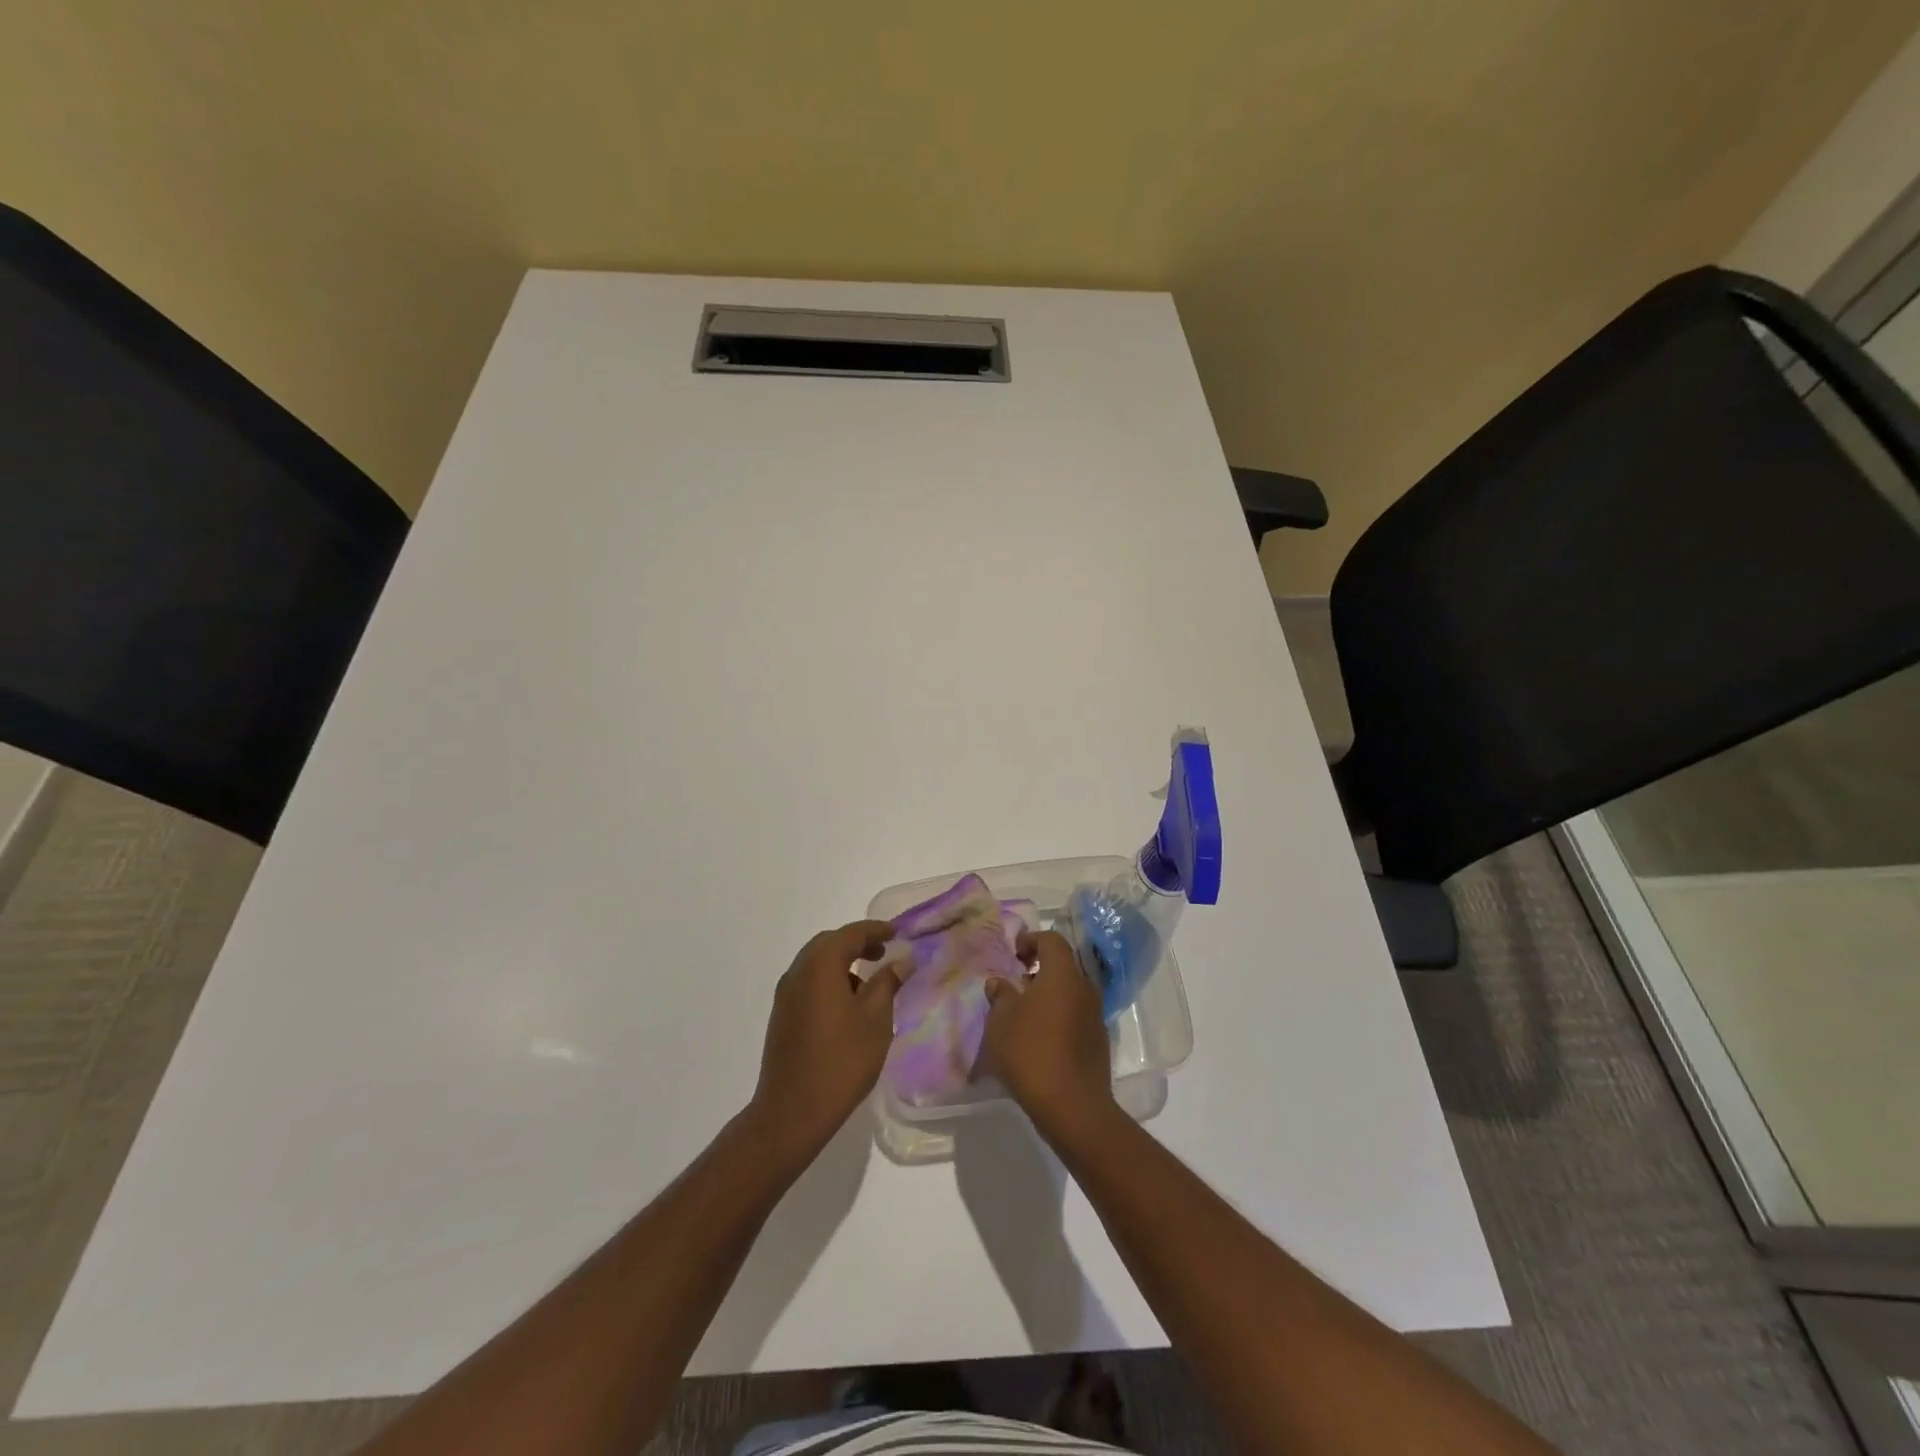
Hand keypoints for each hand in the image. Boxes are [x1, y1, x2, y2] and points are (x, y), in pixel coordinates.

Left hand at [747, 920, 899, 1163]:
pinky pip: (808, 983)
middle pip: (829, 944)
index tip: (897, 933)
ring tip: (868, 983)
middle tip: (883, 953)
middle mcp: (798, 972)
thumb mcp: (875, 1020)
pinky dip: (828, 981)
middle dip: (857, 943)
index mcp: (820, 966)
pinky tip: (847, 1006)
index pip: (851, 934)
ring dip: (841, 963)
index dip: (876, 930)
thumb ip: (888, 984)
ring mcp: (785, 995)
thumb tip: (901, 962)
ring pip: (816, 964)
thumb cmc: (841, 1061)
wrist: (792, 1112)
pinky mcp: (781, 1016)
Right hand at [983, 929, 1114, 1141]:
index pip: (1052, 940)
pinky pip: (1075, 1015)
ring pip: (1070, 992)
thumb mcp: (1001, 1022)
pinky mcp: (1098, 1041)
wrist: (1073, 1106)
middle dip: (1039, 969)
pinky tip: (1039, 1039)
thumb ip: (1000, 996)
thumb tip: (999, 983)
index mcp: (1063, 975)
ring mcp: (1095, 1016)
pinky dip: (1058, 1016)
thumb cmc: (1032, 1053)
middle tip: (1015, 984)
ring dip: (1049, 995)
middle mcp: (1085, 988)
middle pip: (1063, 966)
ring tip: (1024, 1014)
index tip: (1014, 955)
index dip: (1031, 941)